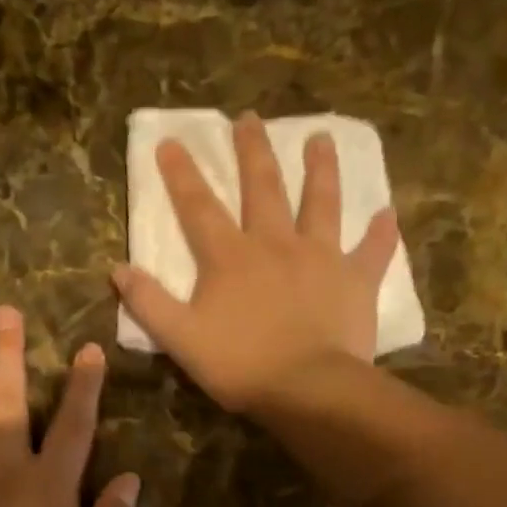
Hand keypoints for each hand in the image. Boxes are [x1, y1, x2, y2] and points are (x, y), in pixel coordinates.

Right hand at [111, 111, 401, 412]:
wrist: (307, 388)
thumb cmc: (240, 364)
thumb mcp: (180, 338)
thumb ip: (149, 302)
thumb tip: (118, 269)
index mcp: (230, 257)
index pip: (198, 207)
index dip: (181, 174)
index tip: (170, 142)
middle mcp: (275, 244)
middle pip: (262, 187)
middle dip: (253, 151)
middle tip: (250, 118)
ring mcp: (320, 257)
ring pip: (321, 202)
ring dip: (320, 169)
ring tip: (322, 138)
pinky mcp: (355, 280)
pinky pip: (372, 251)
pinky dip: (380, 233)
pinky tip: (388, 214)